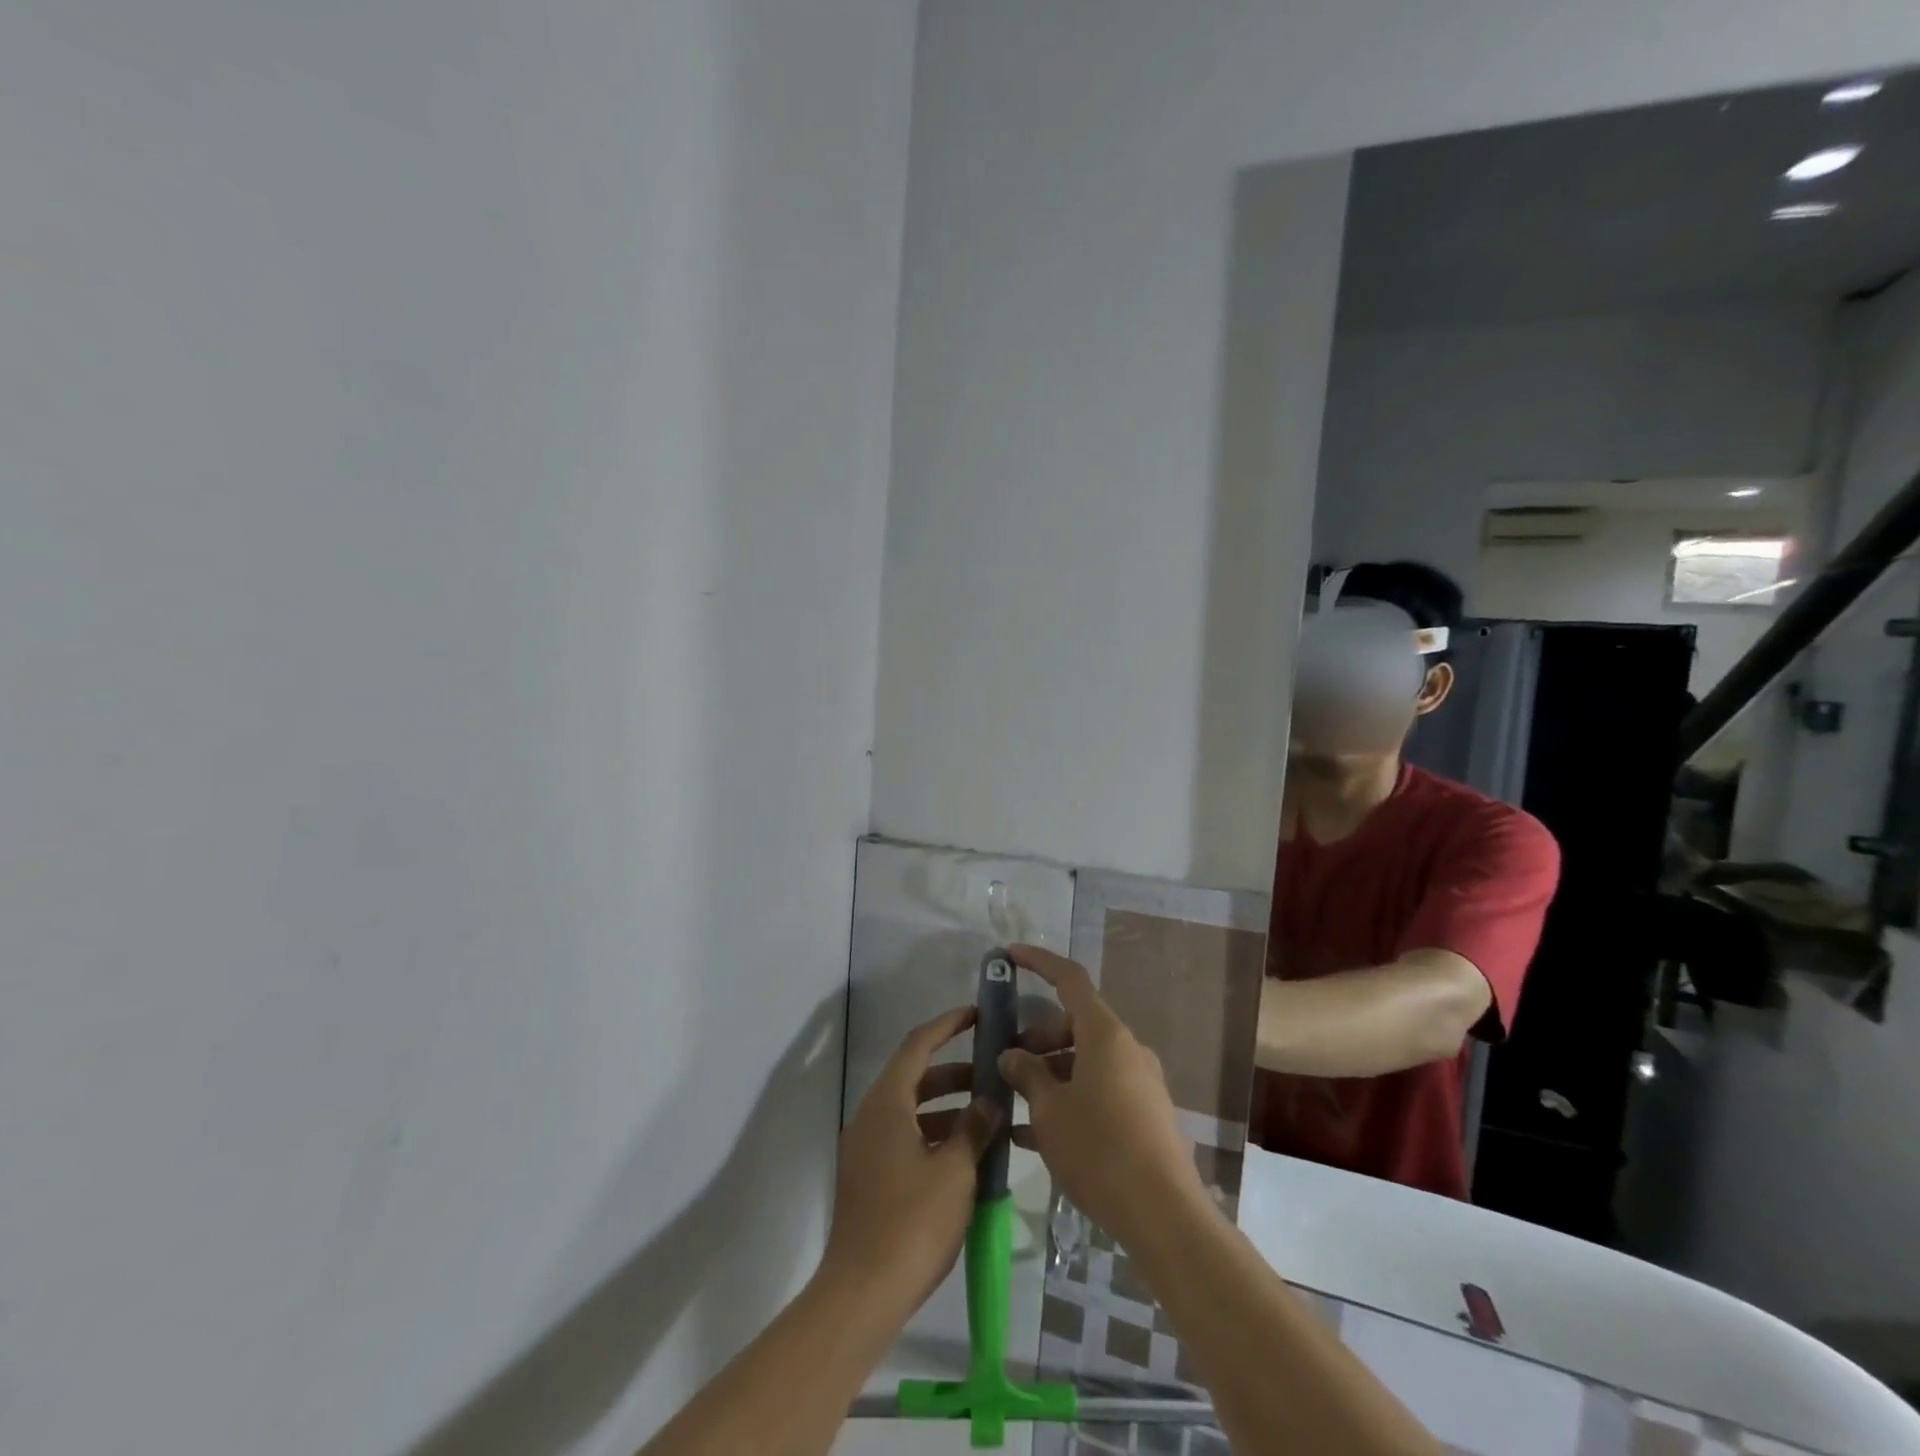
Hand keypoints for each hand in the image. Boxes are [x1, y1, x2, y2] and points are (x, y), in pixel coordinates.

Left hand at [820, 1007, 1000, 1319]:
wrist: (861, 1294)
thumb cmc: (911, 1223)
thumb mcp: (955, 1172)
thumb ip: (974, 1129)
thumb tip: (989, 1101)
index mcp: (886, 1103)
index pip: (918, 1045)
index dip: (948, 1025)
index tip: (977, 1015)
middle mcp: (871, 1116)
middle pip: (914, 1076)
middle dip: (954, 1071)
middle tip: (992, 1072)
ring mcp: (866, 1148)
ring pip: (910, 1109)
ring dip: (947, 1106)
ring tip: (987, 1115)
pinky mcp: (869, 1177)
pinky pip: (904, 1137)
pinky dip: (934, 1133)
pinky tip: (965, 1154)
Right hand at [997, 945, 1206, 1251]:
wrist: (1164, 1216)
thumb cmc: (1100, 1150)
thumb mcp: (1050, 1111)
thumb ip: (1027, 1075)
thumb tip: (1012, 1055)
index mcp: (1105, 1034)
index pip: (1070, 979)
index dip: (1039, 962)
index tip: (1010, 956)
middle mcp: (1126, 1049)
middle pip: (1075, 1024)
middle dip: (1037, 1038)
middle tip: (1006, 1064)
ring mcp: (1139, 1082)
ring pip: (1085, 1060)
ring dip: (1050, 1073)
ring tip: (1015, 1104)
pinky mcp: (1145, 1114)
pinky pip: (1098, 1090)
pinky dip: (1069, 1099)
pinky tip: (1035, 1136)